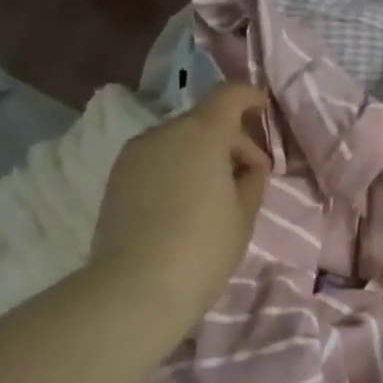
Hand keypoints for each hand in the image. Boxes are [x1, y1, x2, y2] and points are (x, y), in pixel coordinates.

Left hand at [90, 84, 271, 335]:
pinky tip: (186, 204)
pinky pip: (157, 160)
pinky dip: (177, 168)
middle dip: (232, 140)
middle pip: (204, 120)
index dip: (251, 97)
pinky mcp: (116, 178)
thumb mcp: (244, 214)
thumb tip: (247, 167)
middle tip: (251, 176)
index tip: (265, 111)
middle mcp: (163, 132)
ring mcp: (134, 154)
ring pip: (178, 141)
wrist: (137, 287)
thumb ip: (251, 180)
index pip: (229, 95)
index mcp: (201, 133)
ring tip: (216, 194)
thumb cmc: (204, 247)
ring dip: (202, 155)